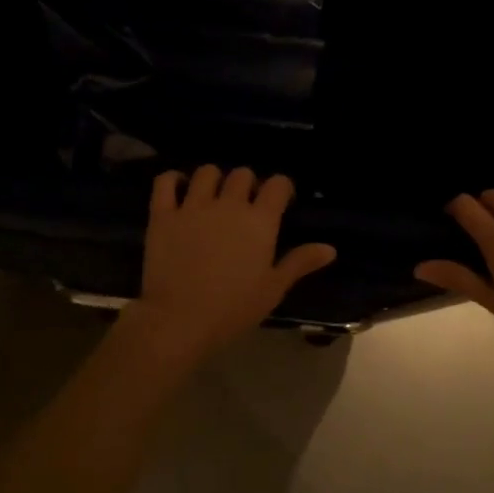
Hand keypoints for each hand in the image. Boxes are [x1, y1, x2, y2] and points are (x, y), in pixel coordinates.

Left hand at [125, 166, 336, 359]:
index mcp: (259, 221)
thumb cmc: (233, 309)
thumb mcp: (273, 288)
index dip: (282, 187)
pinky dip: (172, 180)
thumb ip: (300, 262)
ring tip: (213, 196)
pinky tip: (178, 189)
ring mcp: (193, 206)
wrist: (179, 320)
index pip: (278, 184)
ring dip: (214, 179)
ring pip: (207, 172)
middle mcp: (228, 204)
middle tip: (246, 204)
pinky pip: (165, 182)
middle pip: (242, 174)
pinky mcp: (163, 214)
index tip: (281, 200)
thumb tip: (330, 248)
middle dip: (248, 183)